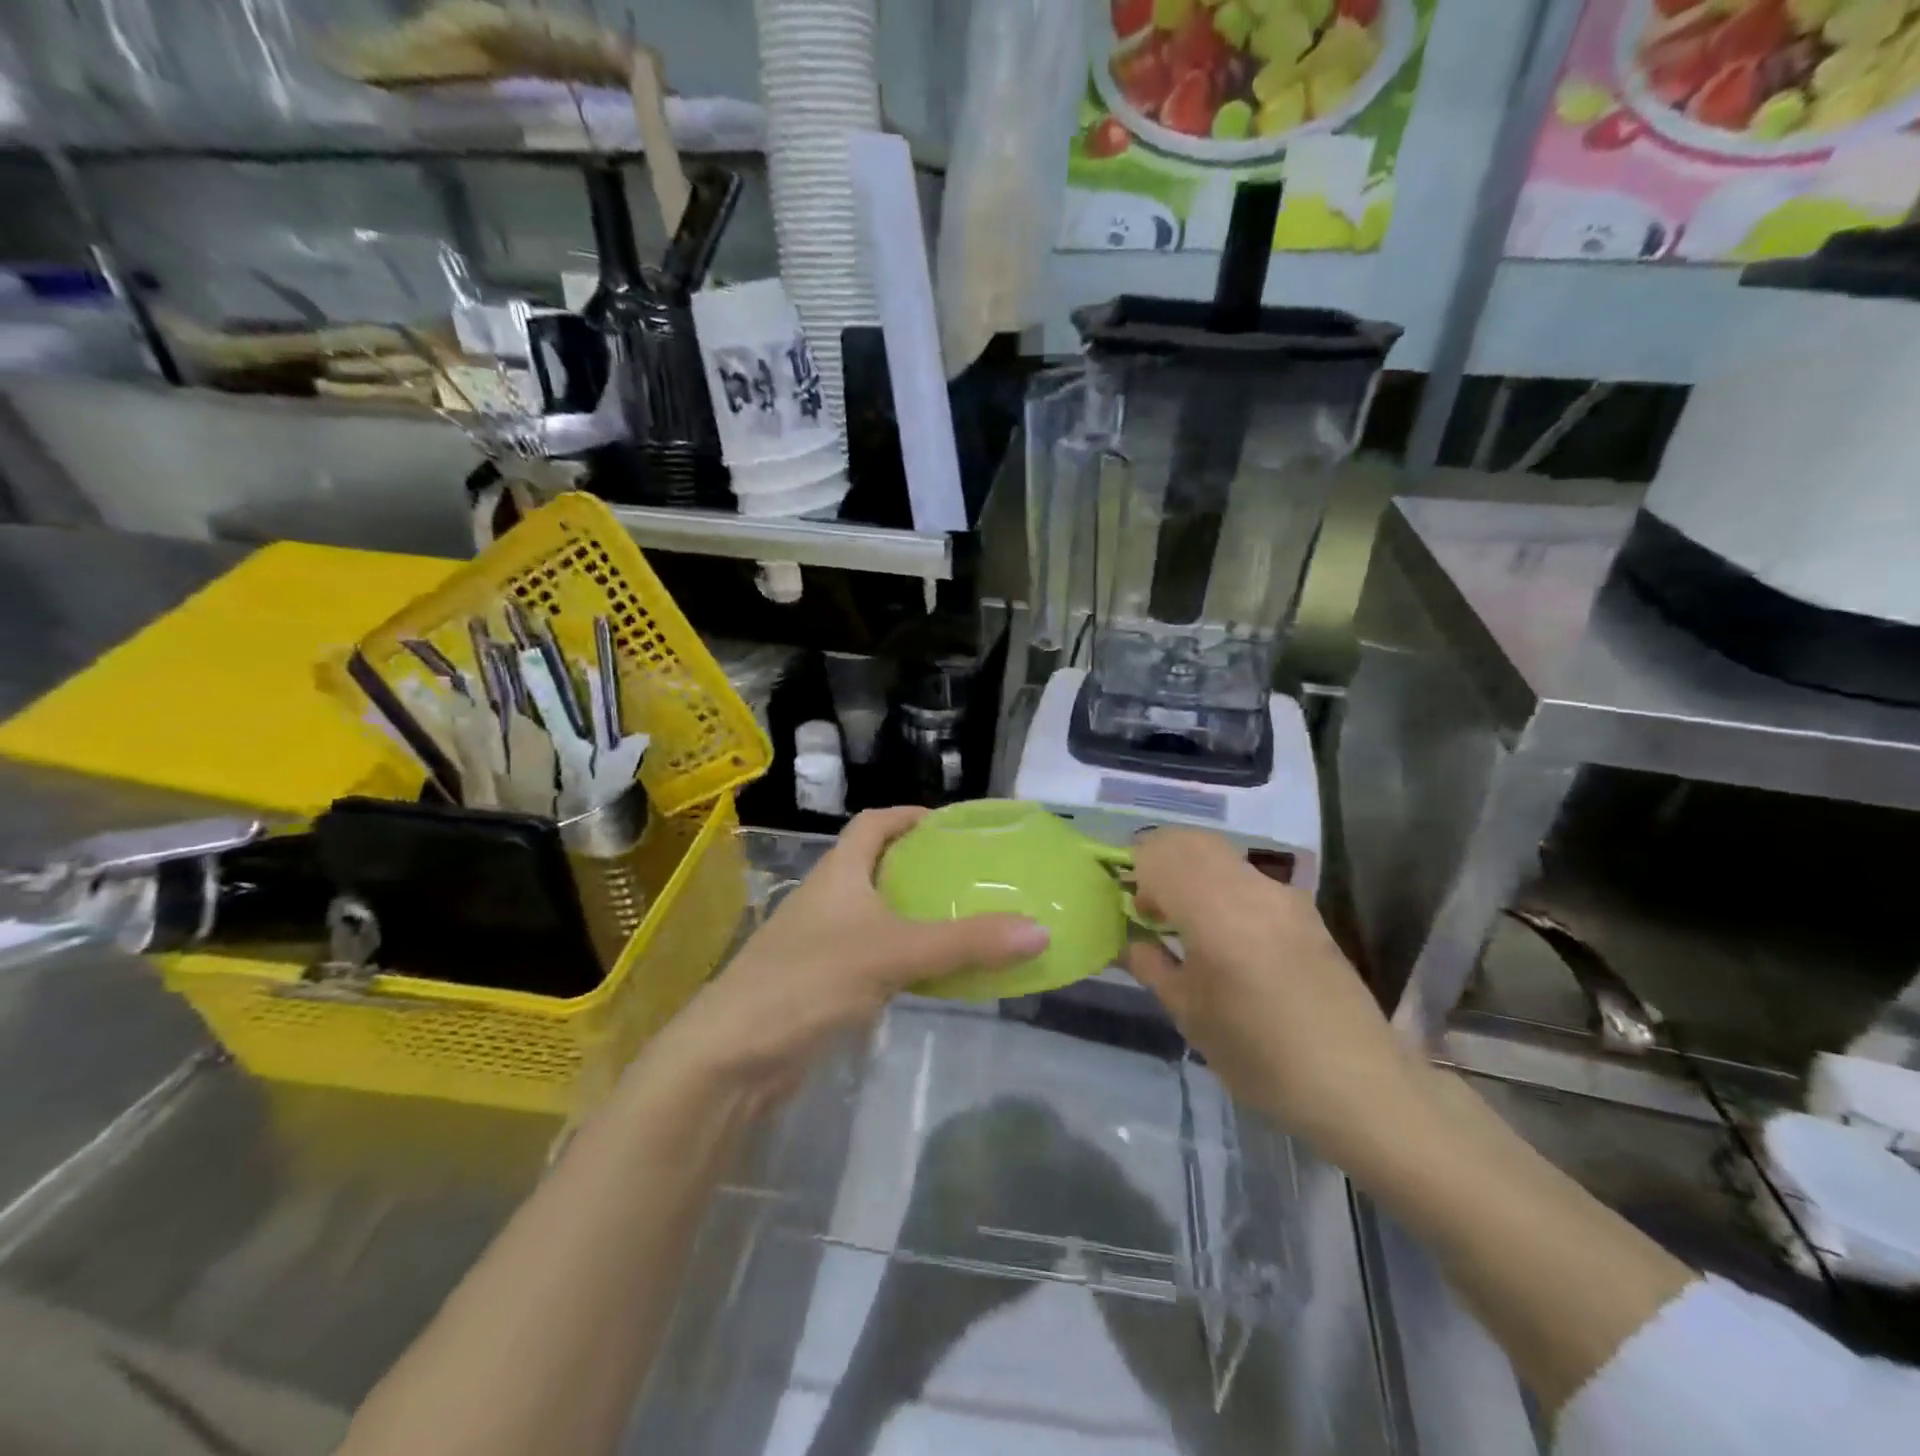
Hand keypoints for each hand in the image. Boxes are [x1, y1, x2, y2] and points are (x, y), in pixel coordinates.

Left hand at [646, 807, 1048, 1109]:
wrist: (732, 1057)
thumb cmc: (809, 982)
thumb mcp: (893, 954)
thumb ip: (965, 943)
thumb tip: (1039, 930)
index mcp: (838, 873)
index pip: (873, 823)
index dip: (909, 816)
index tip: (950, 824)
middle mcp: (828, 899)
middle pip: (877, 866)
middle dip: (920, 866)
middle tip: (971, 876)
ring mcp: (821, 943)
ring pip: (876, 915)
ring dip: (914, 915)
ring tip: (964, 921)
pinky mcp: (821, 984)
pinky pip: (873, 957)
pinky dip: (904, 957)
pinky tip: (933, 975)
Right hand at [1122, 829, 1412, 1144]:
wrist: (1356, 1084)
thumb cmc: (1259, 1054)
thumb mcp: (1190, 1014)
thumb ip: (1152, 965)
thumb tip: (1132, 940)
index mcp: (1215, 909)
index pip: (1158, 854)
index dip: (1134, 872)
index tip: (1132, 910)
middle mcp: (1250, 887)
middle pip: (1191, 841)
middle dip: (1160, 862)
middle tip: (1152, 907)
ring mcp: (1283, 895)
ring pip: (1221, 855)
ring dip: (1192, 872)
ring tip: (1186, 922)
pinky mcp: (1305, 911)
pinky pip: (1248, 878)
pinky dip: (1222, 887)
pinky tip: (1226, 936)